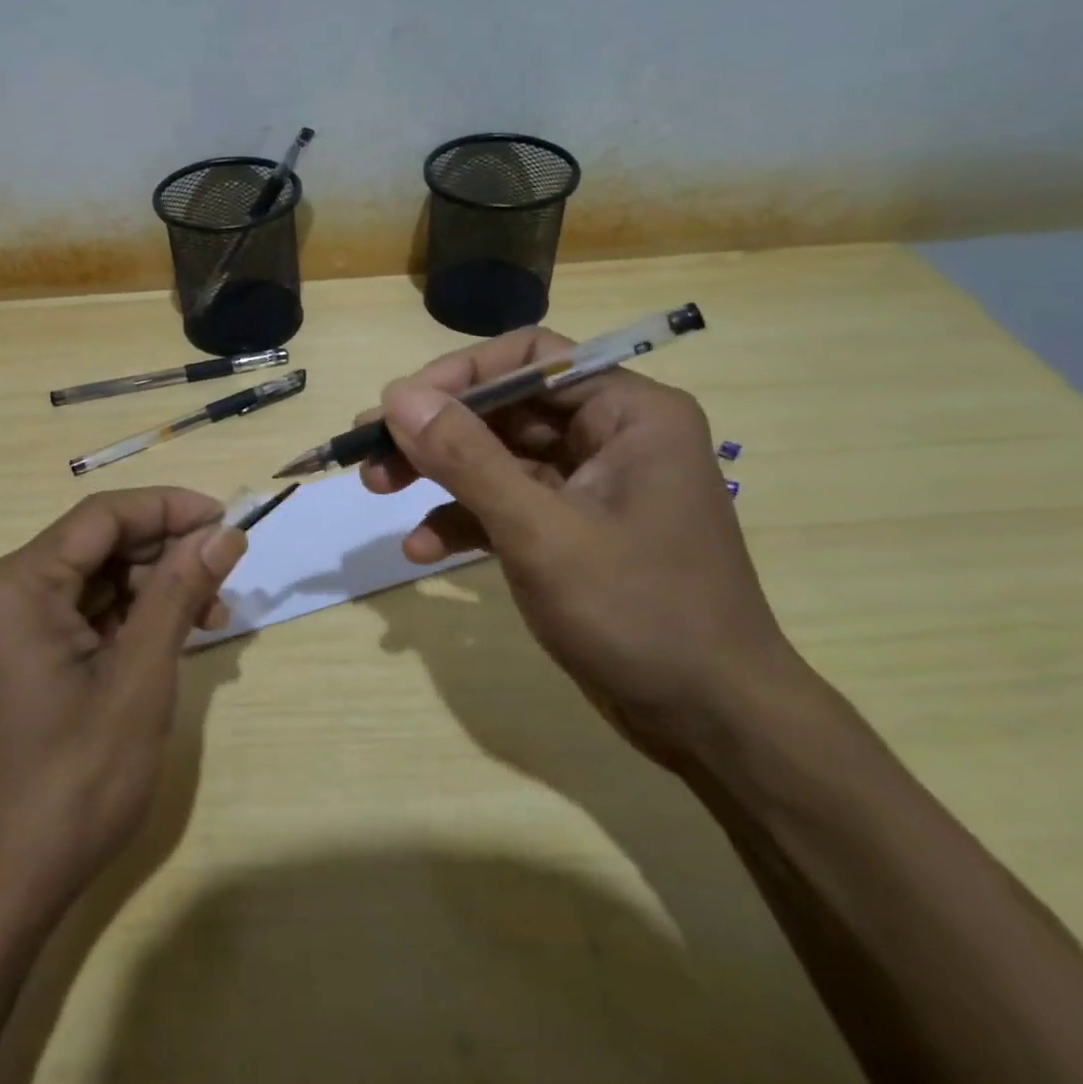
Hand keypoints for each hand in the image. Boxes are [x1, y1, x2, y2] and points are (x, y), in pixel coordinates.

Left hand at [0, 487, 246, 919]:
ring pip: (94, 580)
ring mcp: (2, 629)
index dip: (170, 508)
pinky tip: (171, 641)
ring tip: (210, 620)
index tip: (228, 521)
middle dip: (166, 556)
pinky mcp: (14, 660)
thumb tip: (224, 533)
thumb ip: (179, 593)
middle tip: (225, 583)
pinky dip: (128, 621)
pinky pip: (80, 617)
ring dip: (154, 591)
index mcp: (15, 586)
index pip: (103, 515)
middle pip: (98, 545)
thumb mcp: (138, 680)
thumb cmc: (68, 787)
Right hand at [363, 327, 806, 763]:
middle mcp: (611, 436)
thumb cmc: (640, 614)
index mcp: (628, 413)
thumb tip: (397, 396)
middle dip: (436, 431)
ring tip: (376, 488)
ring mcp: (591, 486)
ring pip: (498, 457)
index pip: (531, 359)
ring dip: (438, 473)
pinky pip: (508, 505)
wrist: (711, 725)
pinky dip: (464, 520)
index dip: (459, 374)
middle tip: (371, 450)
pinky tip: (421, 550)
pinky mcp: (573, 531)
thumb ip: (466, 459)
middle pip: (505, 408)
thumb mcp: (541, 532)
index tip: (399, 405)